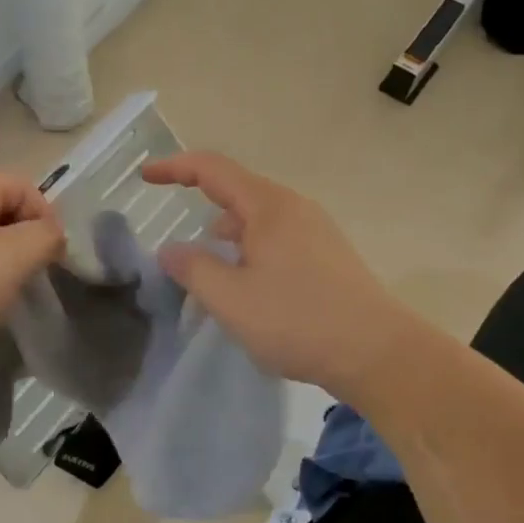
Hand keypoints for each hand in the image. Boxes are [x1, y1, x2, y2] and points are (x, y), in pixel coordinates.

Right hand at [142, 152, 416, 394]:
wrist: (378, 354)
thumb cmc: (298, 320)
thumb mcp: (230, 299)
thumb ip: (192, 268)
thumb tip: (171, 250)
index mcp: (268, 206)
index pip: (212, 169)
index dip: (174, 168)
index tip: (145, 176)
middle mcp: (294, 208)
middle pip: (237, 194)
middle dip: (203, 215)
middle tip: (181, 253)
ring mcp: (316, 232)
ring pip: (258, 222)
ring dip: (228, 241)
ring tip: (214, 281)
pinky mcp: (329, 257)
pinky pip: (277, 241)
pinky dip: (251, 255)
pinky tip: (250, 292)